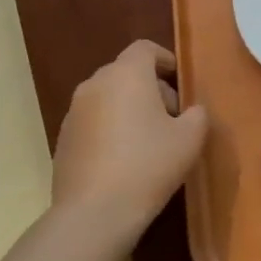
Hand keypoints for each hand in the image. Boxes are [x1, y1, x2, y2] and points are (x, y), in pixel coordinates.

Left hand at [49, 41, 208, 239]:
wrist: (94, 212)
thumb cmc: (149, 164)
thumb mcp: (191, 138)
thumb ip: (197, 115)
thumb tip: (191, 111)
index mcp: (127, 75)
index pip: (145, 49)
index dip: (166, 60)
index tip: (181, 82)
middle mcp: (95, 84)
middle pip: (126, 73)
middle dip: (151, 88)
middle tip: (173, 118)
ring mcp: (73, 112)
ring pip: (108, 97)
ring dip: (129, 109)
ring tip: (149, 141)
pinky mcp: (63, 139)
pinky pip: (93, 122)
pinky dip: (111, 129)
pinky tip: (125, 160)